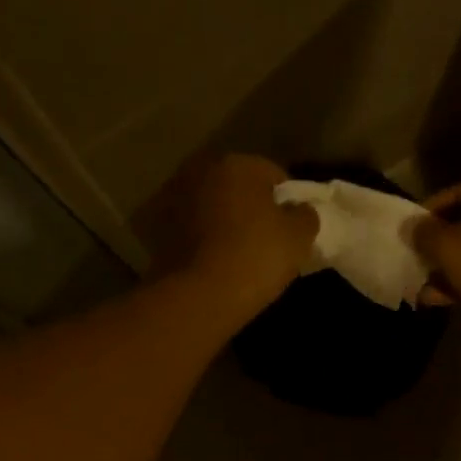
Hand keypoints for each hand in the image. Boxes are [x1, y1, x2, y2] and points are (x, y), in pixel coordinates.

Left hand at [150, 154, 318, 322]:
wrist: (199, 297)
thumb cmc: (256, 257)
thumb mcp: (299, 237)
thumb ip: (305, 215)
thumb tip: (300, 210)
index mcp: (237, 164)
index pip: (273, 175)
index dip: (286, 200)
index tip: (291, 226)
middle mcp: (200, 170)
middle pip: (235, 185)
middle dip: (249, 204)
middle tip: (264, 238)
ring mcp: (172, 197)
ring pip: (209, 204)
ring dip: (220, 218)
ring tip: (234, 251)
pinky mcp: (155, 227)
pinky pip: (188, 226)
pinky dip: (198, 236)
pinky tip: (210, 260)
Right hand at [412, 176, 460, 329]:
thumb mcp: (447, 246)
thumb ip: (424, 233)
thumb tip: (412, 226)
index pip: (457, 193)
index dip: (428, 213)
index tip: (409, 234)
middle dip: (441, 247)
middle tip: (417, 262)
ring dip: (452, 270)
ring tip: (425, 289)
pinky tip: (445, 300)